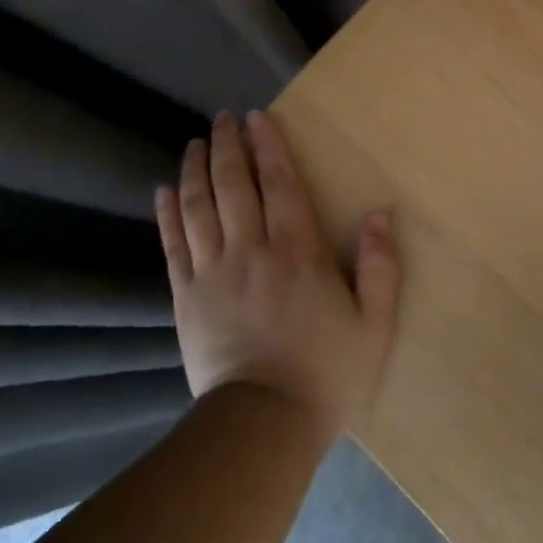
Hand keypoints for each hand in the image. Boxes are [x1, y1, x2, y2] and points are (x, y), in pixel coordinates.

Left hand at [155, 109, 400, 442]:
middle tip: (223, 118)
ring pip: (199, 207)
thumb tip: (378, 213)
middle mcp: (252, 250)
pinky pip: (173, 246)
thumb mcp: (374, 324)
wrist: (264, 427)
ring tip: (196, 142)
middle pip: (234, 184)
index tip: (257, 115)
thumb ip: (379, 266)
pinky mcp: (186, 298)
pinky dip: (167, 214)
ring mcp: (213, 273)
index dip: (269, 145)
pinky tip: (163, 190)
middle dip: (228, 145)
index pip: (280, 183)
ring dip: (196, 169)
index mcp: (298, 251)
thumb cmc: (326, 373)